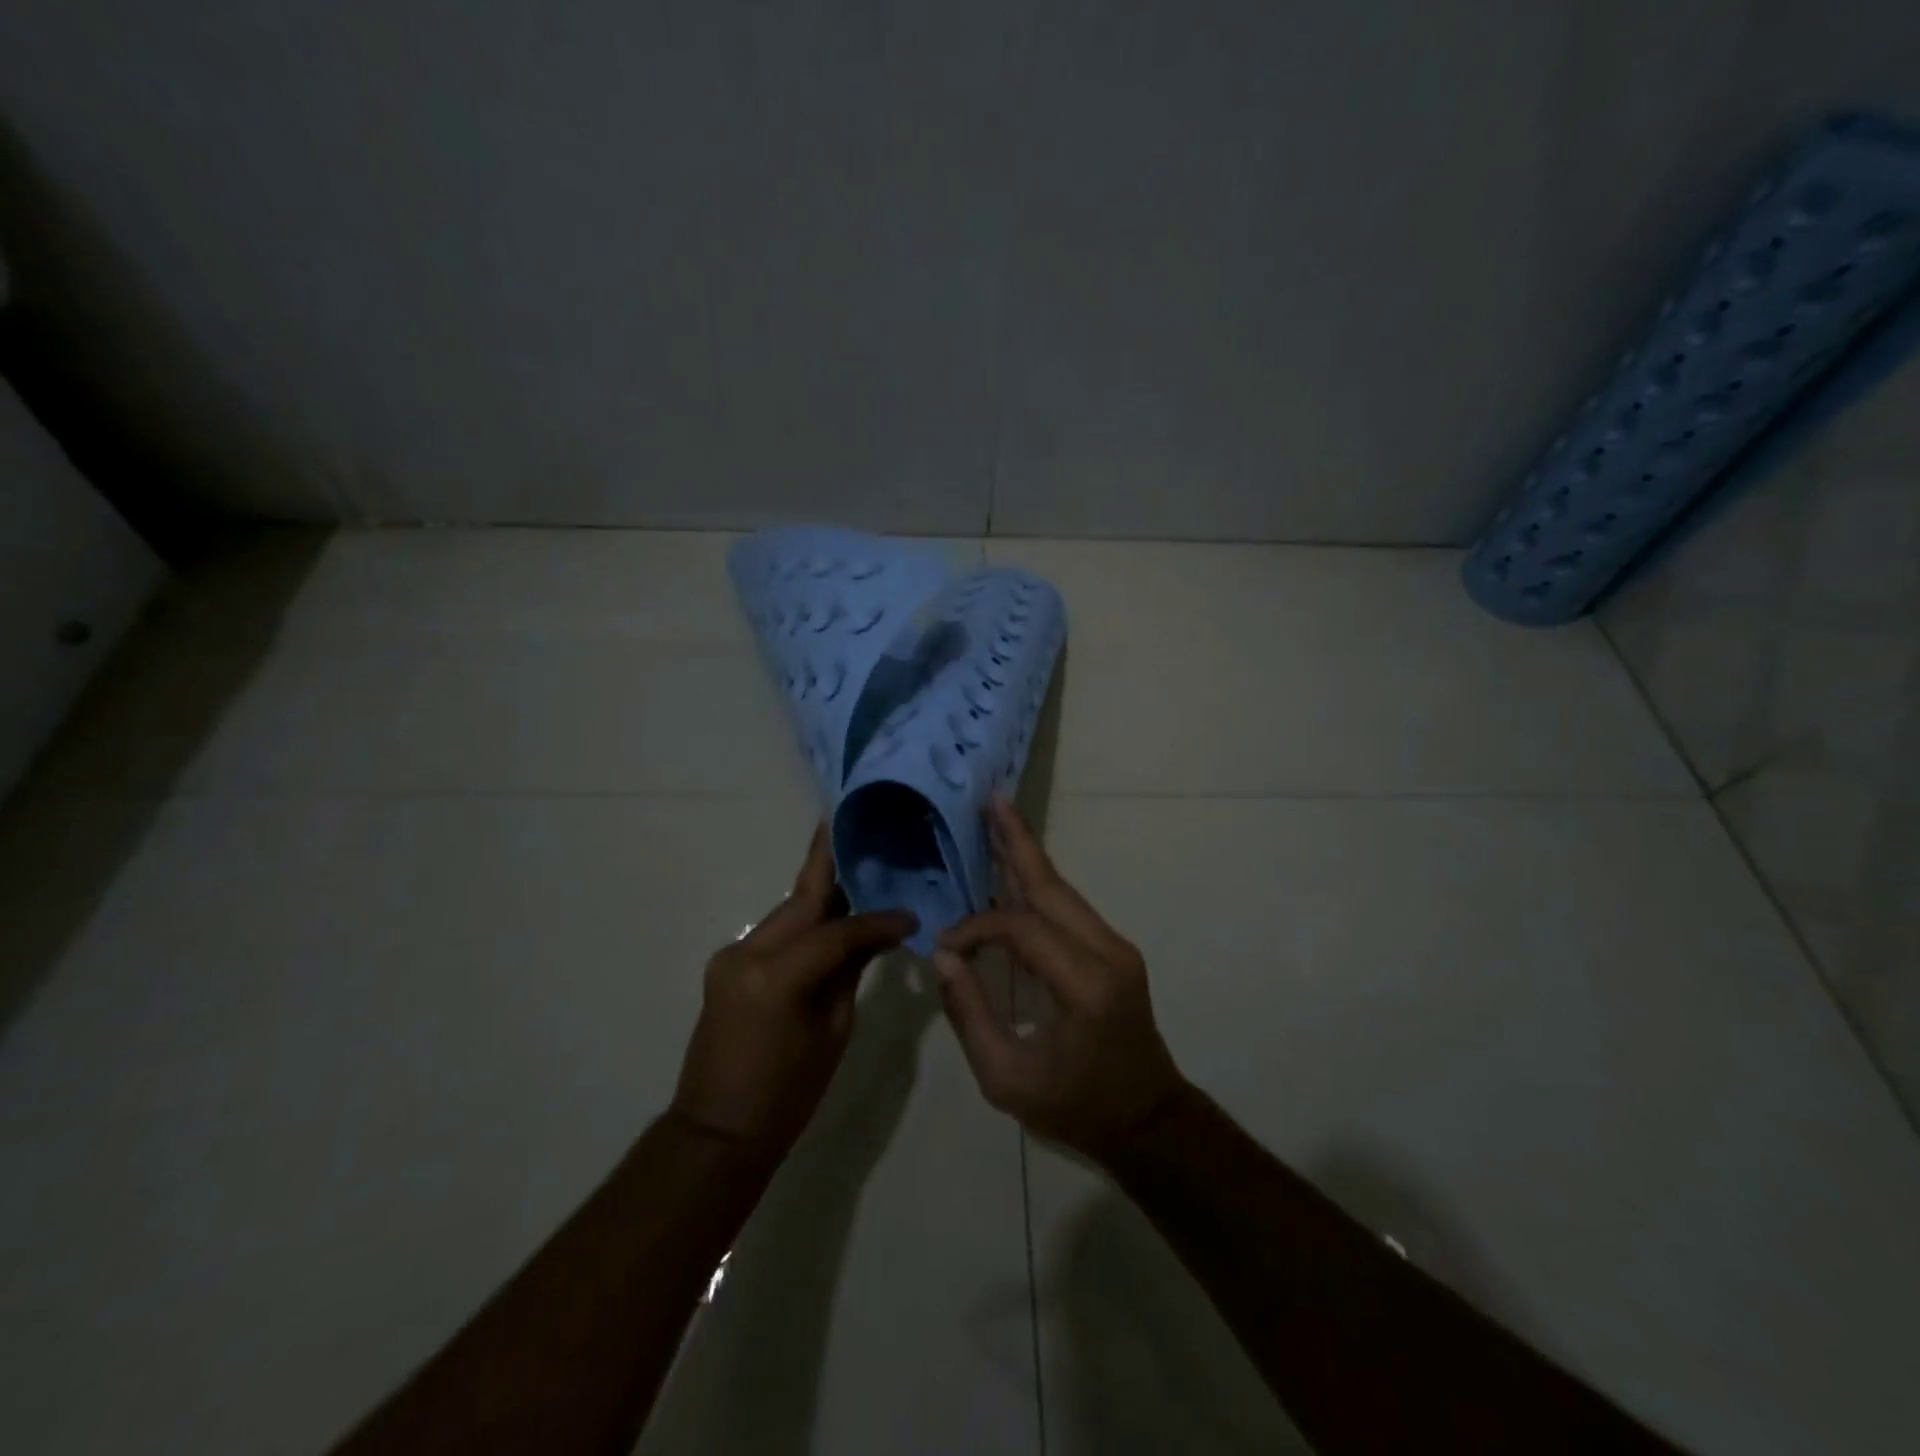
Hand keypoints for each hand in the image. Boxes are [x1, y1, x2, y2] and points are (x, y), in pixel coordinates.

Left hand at [671, 825, 915, 1153]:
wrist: (717, 1131)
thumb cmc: (786, 1094)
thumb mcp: (832, 1032)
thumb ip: (851, 972)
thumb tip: (878, 935)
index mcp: (775, 976)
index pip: (836, 931)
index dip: (876, 920)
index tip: (910, 916)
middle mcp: (746, 953)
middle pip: (800, 899)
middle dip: (829, 863)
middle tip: (856, 824)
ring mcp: (730, 956)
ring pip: (787, 912)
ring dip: (820, 894)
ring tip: (856, 865)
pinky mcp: (727, 965)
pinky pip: (775, 934)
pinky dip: (804, 922)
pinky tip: (831, 912)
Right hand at [934, 797, 1187, 1164]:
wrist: (1147, 1121)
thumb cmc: (1075, 1107)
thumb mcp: (1006, 1079)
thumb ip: (969, 1013)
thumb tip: (944, 954)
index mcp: (1084, 985)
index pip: (1021, 929)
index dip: (977, 929)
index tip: (947, 946)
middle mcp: (1107, 952)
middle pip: (1052, 886)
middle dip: (1018, 841)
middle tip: (991, 801)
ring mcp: (1117, 947)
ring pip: (1063, 890)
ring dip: (1027, 856)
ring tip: (999, 818)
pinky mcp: (1116, 950)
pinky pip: (1069, 908)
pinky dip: (1037, 884)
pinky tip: (1014, 868)